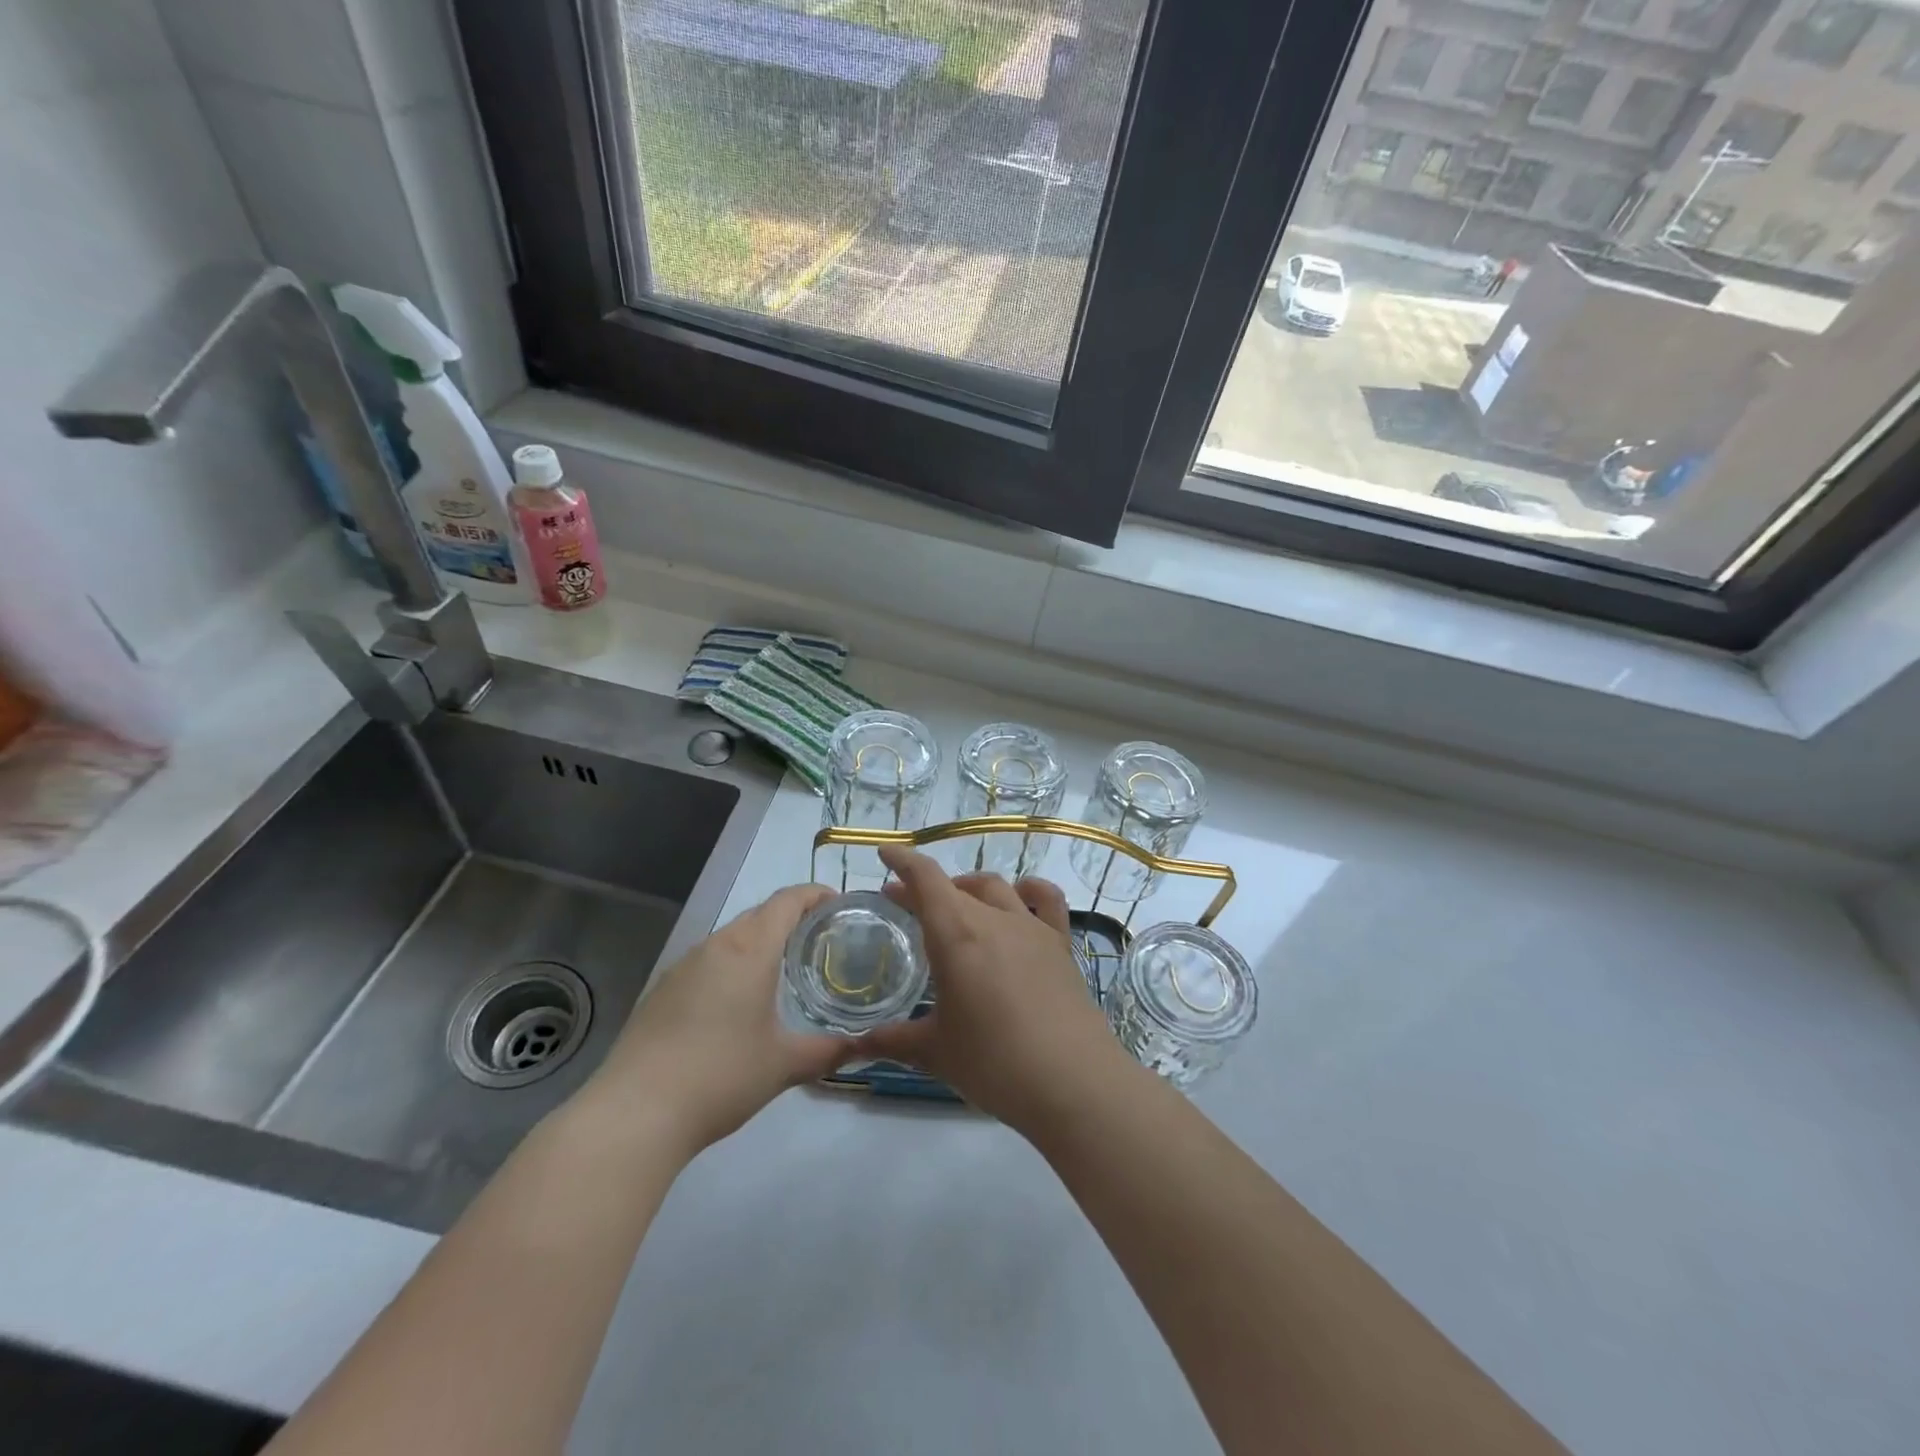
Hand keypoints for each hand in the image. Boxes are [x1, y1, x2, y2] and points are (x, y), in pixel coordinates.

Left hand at [573, 884, 853, 1158]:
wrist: (634, 1113)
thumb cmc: (720, 1076)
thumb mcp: (784, 1065)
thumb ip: (829, 1051)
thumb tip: (865, 1046)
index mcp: (750, 950)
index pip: (787, 901)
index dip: (815, 894)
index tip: (839, 904)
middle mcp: (715, 945)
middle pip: (759, 914)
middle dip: (791, 918)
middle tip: (819, 941)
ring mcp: (682, 966)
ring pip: (731, 937)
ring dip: (759, 942)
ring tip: (783, 970)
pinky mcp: (661, 991)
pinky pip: (707, 961)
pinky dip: (731, 965)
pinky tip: (736, 1002)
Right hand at [861, 845, 1128, 1134]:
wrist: (1072, 1081)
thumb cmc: (993, 1063)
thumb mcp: (935, 1052)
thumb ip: (892, 1041)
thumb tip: (853, 1046)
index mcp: (956, 934)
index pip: (925, 879)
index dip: (903, 861)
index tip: (885, 852)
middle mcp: (993, 918)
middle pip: (955, 886)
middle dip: (926, 888)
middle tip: (905, 905)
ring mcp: (1032, 928)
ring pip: (996, 888)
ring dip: (969, 889)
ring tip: (956, 905)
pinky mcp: (1060, 944)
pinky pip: (1047, 901)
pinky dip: (1030, 891)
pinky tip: (1022, 899)